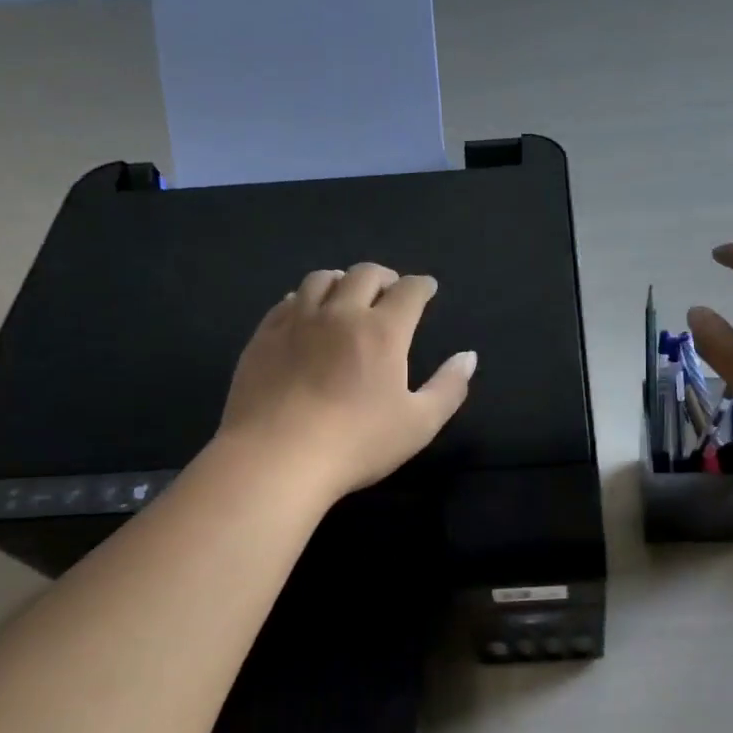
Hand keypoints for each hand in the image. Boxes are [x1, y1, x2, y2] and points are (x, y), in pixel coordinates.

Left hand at [219, 263, 476, 500]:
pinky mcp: (264, 336)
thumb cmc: (356, 443)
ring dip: (342, 280)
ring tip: (347, 294)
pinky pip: (286, 301)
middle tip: (390, 289)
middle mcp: (341, 313)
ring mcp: (297, 321)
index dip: (422, 285)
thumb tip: (468, 357)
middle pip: (364, 274)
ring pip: (321, 279)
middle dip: (384, 276)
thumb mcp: (419, 424)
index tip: (427, 288)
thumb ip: (449, 387)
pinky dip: (304, 298)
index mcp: (383, 331)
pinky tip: (305, 313)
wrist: (275, 458)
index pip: (409, 291)